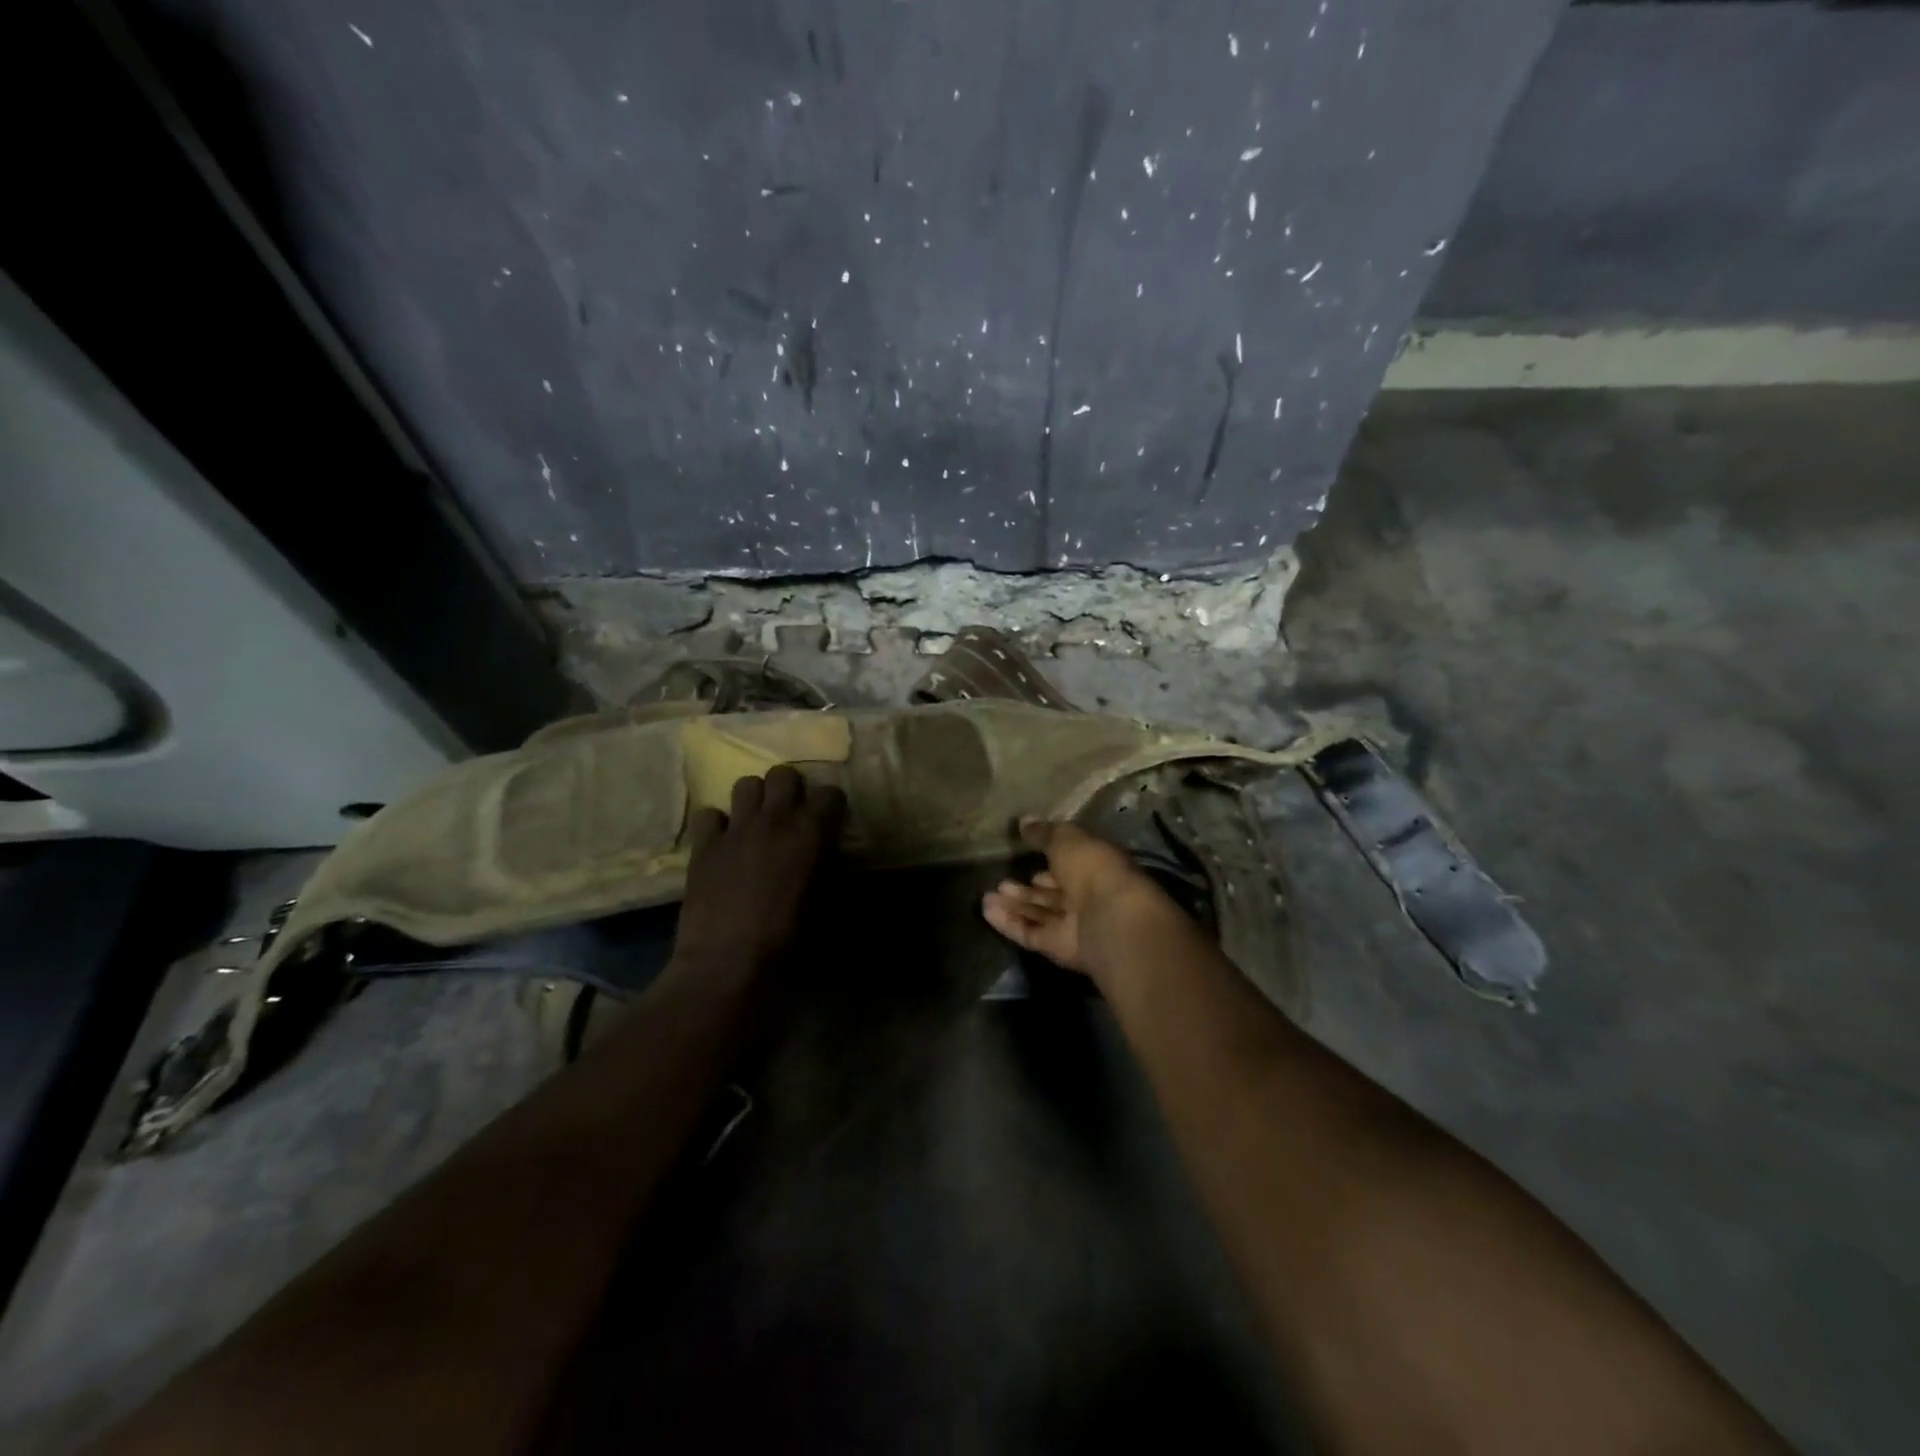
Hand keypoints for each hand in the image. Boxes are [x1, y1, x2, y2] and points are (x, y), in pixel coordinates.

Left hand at [672, 766, 845, 979]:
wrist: (728, 964)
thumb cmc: (789, 940)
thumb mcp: (825, 905)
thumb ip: (828, 871)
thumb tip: (828, 860)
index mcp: (811, 831)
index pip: (830, 793)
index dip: (830, 807)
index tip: (829, 823)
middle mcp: (775, 818)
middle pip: (784, 774)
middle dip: (790, 790)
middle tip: (790, 816)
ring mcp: (735, 828)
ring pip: (745, 783)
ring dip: (754, 799)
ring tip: (756, 823)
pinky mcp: (703, 845)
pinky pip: (709, 814)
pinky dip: (717, 824)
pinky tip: (722, 844)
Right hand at [981, 818, 1170, 977]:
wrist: (1109, 918)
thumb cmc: (1092, 868)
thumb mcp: (1066, 839)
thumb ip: (1044, 833)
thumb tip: (1024, 821)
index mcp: (1096, 867)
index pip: (1071, 863)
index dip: (1050, 859)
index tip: (1026, 854)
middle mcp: (1087, 897)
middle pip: (1053, 894)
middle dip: (1028, 889)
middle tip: (1001, 881)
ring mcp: (1074, 925)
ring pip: (1039, 914)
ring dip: (1014, 906)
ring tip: (987, 896)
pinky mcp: (1059, 947)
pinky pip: (1031, 933)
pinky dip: (1009, 923)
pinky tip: (987, 911)